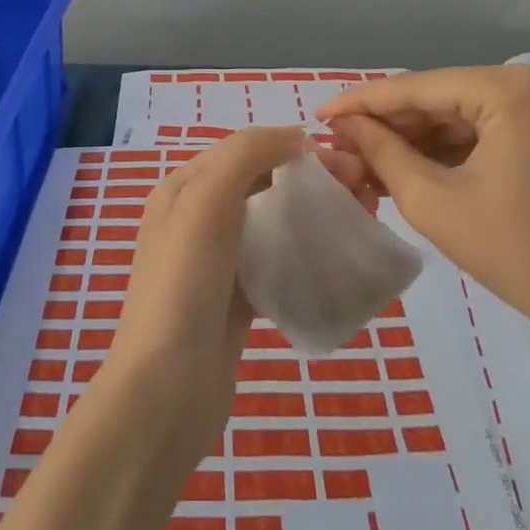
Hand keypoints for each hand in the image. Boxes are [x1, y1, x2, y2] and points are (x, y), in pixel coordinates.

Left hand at [101, 128, 371, 462]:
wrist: (166, 392)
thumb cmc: (184, 284)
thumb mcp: (206, 200)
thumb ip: (246, 154)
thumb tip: (297, 137)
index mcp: (184, 188)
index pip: (247, 149)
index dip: (295, 146)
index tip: (347, 162)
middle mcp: (197, 218)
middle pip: (264, 183)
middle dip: (312, 179)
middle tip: (364, 191)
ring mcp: (217, 262)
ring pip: (274, 222)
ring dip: (315, 213)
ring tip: (361, 218)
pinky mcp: (237, 301)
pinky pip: (278, 263)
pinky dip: (307, 253)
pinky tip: (339, 259)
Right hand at [319, 66, 529, 356]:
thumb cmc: (515, 251)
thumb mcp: (433, 201)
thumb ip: (381, 152)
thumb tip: (342, 126)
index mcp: (508, 90)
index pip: (417, 87)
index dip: (362, 102)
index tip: (318, 116)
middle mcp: (528, 82)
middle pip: (437, 96)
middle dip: (387, 123)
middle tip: (338, 143)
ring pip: (456, 112)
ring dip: (411, 136)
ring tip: (361, 158)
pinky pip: (479, 128)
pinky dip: (442, 147)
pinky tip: (402, 163)